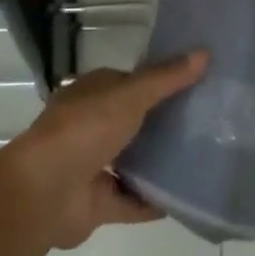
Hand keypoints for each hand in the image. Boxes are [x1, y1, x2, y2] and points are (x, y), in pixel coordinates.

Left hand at [0, 54, 208, 249]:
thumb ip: (165, 79)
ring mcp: (94, 165)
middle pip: (134, 122)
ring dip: (161, 163)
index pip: (129, 83)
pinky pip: (134, 200)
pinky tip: (187, 199)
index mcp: (92, 94)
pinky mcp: (99, 202)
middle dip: (164, 124)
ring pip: (134, 161)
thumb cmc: (84, 130)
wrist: (45, 192)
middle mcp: (91, 126)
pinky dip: (156, 201)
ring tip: (203, 159)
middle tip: (209, 124)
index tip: (197, 84)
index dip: (160, 82)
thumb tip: (203, 52)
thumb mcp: (128, 96)